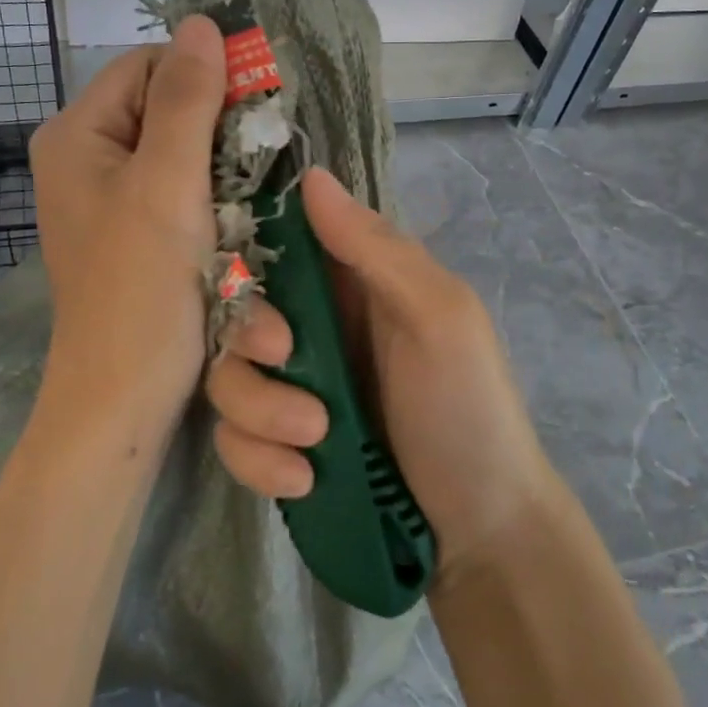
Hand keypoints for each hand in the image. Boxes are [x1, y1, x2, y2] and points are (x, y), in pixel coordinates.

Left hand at [28, 17, 225, 437]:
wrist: (123, 398)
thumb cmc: (141, 288)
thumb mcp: (166, 184)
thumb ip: (187, 100)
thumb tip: (203, 22)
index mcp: (77, 135)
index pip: (148, 66)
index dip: (203, 76)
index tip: (254, 108)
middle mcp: (87, 159)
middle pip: (165, 109)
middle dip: (218, 130)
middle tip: (259, 160)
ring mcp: (110, 199)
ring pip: (181, 153)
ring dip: (222, 170)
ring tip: (250, 199)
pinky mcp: (134, 234)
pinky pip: (180, 192)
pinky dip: (213, 200)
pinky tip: (236, 223)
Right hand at [205, 167, 555, 584]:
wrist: (480, 531)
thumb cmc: (468, 407)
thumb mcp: (438, 317)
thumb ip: (375, 249)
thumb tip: (311, 175)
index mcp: (351, 280)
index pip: (276, 242)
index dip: (247, 251)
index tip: (246, 279)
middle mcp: (313, 326)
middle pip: (236, 310)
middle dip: (250, 339)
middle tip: (285, 361)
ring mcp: (292, 388)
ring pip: (227, 376)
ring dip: (258, 411)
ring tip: (314, 441)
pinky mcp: (278, 445)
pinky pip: (234, 438)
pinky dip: (258, 459)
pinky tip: (304, 479)